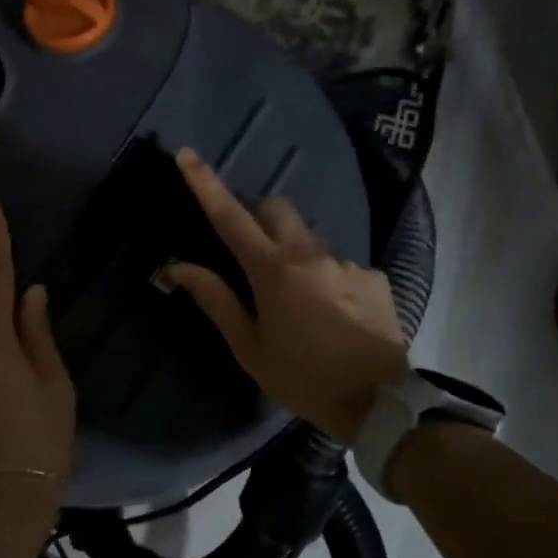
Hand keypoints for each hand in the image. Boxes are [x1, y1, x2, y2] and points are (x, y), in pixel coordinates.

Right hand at [164, 147, 408, 443]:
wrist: (379, 402)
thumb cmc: (302, 378)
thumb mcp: (249, 347)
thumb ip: (216, 300)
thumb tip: (178, 267)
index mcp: (273, 271)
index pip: (230, 217)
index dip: (205, 184)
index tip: (186, 154)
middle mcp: (310, 254)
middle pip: (275, 208)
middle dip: (253, 213)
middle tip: (243, 245)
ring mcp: (346, 262)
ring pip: (307, 236)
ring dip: (289, 250)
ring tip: (291, 297)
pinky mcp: (373, 277)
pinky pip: (336, 263)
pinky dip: (321, 276)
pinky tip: (327, 312)